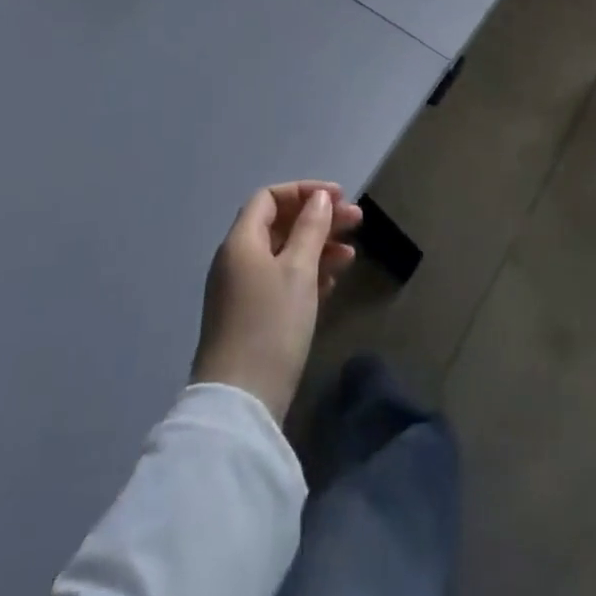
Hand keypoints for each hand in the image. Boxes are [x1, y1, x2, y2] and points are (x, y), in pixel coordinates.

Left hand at [191, 182, 363, 421]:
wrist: (240, 404)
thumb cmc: (271, 325)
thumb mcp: (298, 270)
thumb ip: (311, 228)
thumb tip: (319, 198)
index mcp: (241, 242)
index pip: (269, 198)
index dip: (304, 191)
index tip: (339, 197)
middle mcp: (237, 261)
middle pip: (280, 225)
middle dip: (319, 219)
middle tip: (357, 222)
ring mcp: (243, 292)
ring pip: (284, 254)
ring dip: (318, 247)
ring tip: (351, 255)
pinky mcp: (252, 319)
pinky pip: (282, 281)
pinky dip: (308, 274)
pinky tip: (333, 282)